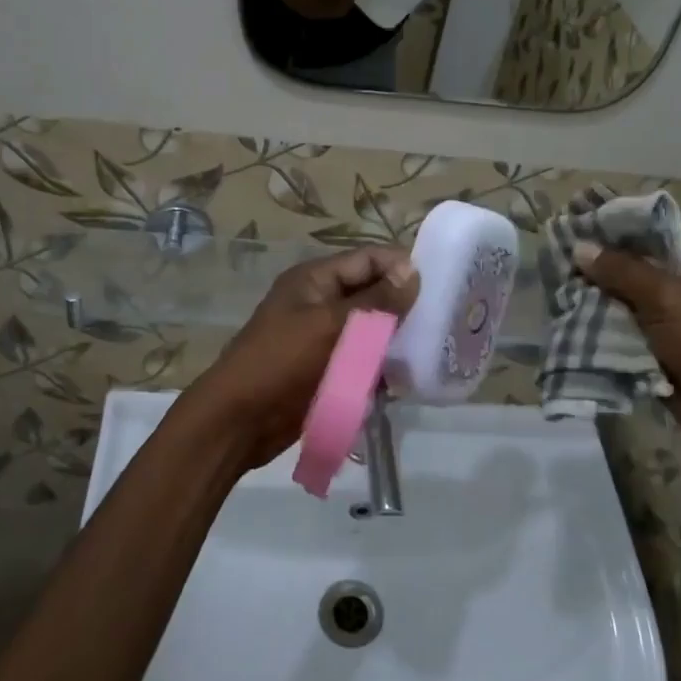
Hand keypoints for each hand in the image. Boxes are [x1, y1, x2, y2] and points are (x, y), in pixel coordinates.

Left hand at [192, 247, 420, 469]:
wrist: (239, 421)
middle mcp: (321, 302)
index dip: (400, 266)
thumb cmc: (282, 362)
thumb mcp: (330, 325)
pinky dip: (382, 368)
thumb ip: (374, 300)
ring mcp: (324, 338)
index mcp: (315, 279)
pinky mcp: (328, 370)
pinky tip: (405, 380)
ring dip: (395, 341)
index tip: (439, 284)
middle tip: (441, 321)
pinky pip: (363, 361)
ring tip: (429, 352)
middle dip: (403, 306)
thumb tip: (413, 271)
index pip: (367, 259)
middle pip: (372, 293)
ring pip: (372, 330)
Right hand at [575, 221, 680, 488]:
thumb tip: (578, 247)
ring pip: (632, 291)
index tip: (576, 221)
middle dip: (602, 259)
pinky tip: (573, 312)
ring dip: (601, 293)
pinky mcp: (670, 340)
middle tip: (559, 255)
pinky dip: (608, 320)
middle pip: (641, 256)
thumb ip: (620, 269)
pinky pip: (632, 322)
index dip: (616, 220)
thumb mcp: (667, 297)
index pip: (655, 221)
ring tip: (558, 283)